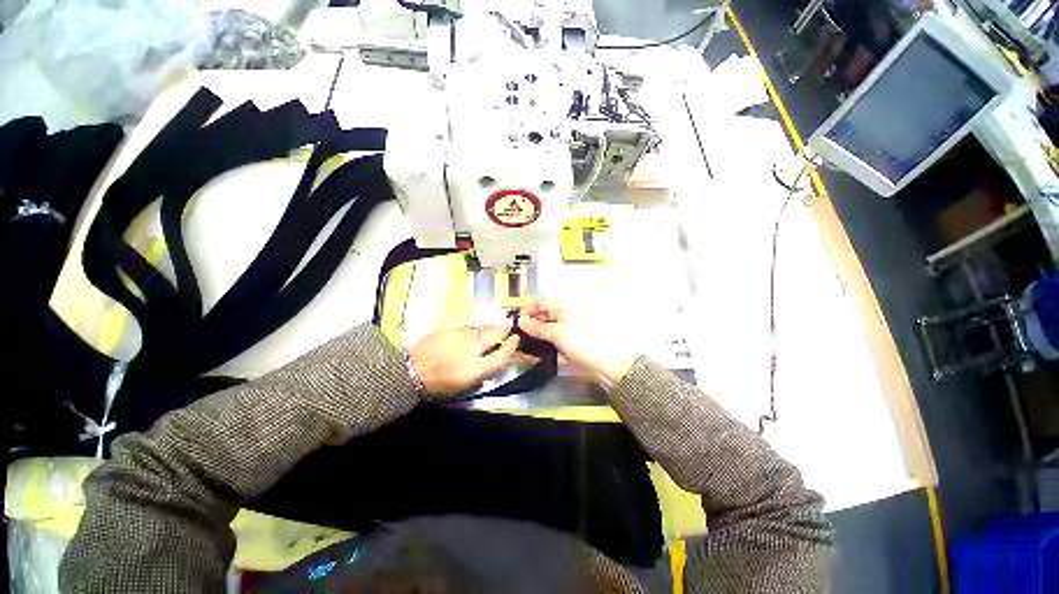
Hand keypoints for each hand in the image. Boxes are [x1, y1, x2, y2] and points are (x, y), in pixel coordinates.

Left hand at [410, 326, 519, 396]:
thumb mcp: (463, 385)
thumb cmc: (438, 384)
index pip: (501, 355)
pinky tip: (468, 336)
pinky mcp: (451, 329)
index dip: (511, 346)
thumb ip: (482, 372)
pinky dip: (473, 332)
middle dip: (503, 333)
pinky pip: (468, 328)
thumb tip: (495, 362)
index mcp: (475, 368)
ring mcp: (460, 336)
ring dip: (487, 332)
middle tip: (506, 333)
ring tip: (486, 335)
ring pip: (481, 330)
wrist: (411, 370)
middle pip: (494, 335)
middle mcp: (471, 349)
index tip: (516, 340)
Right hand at [518, 298, 635, 387]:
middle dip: (528, 325)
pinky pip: (551, 343)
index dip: (528, 309)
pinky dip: (542, 347)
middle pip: (542, 316)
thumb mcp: (558, 333)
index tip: (516, 322)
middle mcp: (563, 316)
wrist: (608, 364)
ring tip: (521, 347)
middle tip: (515, 337)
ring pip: (545, 331)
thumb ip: (538, 327)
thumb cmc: (583, 342)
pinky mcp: (568, 346)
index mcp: (563, 306)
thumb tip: (521, 321)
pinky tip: (532, 355)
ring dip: (533, 338)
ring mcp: (566, 332)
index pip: (541, 302)